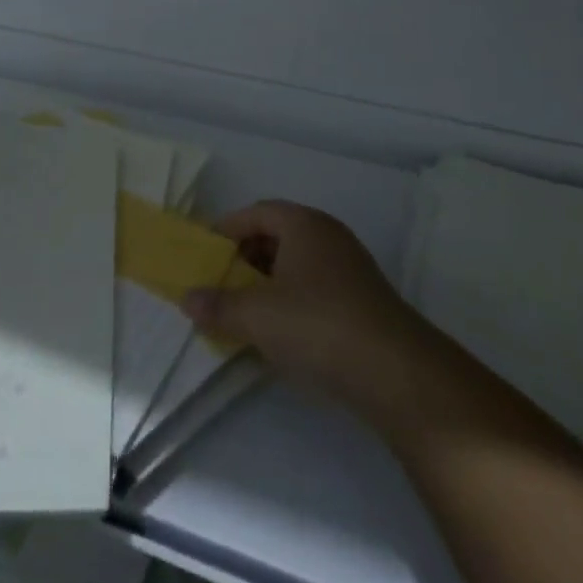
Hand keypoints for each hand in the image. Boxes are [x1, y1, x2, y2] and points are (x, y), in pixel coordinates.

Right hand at [182, 201, 432, 419]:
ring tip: (244, 312)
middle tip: (220, 284)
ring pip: (297, 264)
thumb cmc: (316, 325)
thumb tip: (187, 298)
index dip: (227, 229)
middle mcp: (329, 236)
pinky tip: (279, 333)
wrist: (395, 371)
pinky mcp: (362, 300)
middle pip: (277, 235)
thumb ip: (218, 305)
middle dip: (245, 258)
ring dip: (267, 283)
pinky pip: (315, 288)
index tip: (204, 254)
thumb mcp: (256, 316)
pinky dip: (291, 301)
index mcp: (304, 224)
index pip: (257, 212)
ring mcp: (350, 268)